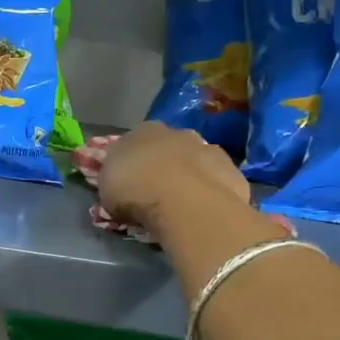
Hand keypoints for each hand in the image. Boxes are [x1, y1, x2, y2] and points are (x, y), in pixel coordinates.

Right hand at [96, 122, 250, 238]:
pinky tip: (202, 209)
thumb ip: (114, 180)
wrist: (186, 203)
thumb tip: (119, 183)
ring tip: (181, 203)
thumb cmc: (135, 192)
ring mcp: (208, 148)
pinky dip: (210, 190)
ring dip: (188, 175)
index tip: (128, 181)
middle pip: (167, 147)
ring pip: (194, 160)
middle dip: (162, 164)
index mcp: (142, 130)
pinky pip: (215, 179)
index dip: (130, 162)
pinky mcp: (232, 170)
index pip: (133, 141)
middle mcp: (177, 132)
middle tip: (155, 191)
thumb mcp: (106, 189)